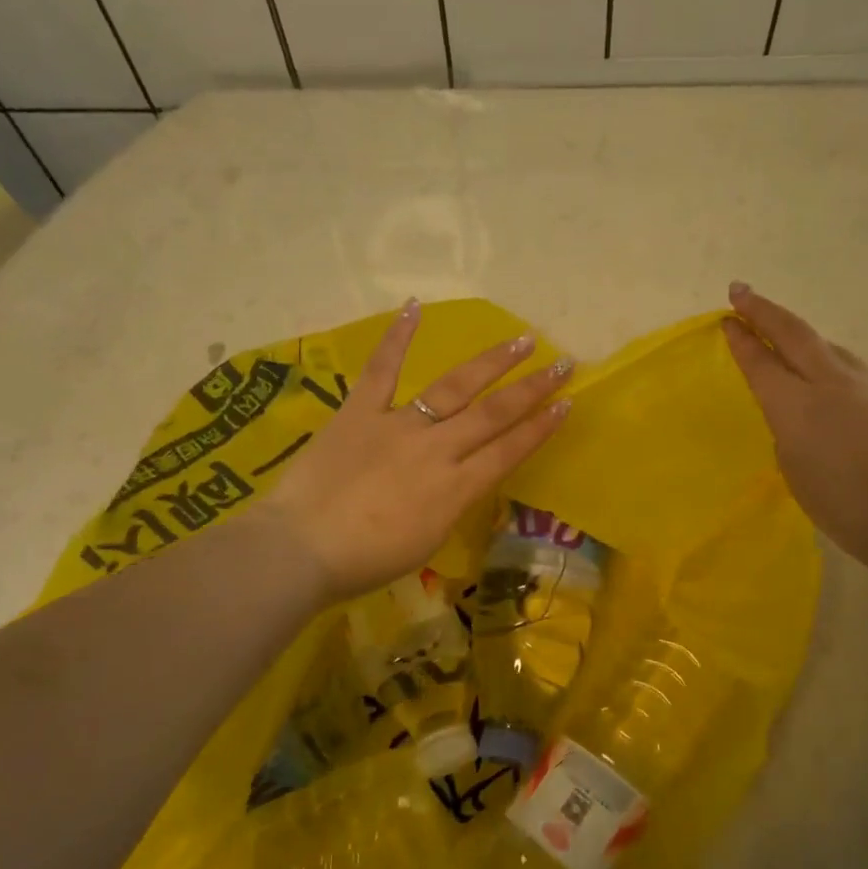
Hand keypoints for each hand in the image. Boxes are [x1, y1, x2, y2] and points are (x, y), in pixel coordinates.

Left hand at [259, 301, 571, 600]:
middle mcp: (436, 450)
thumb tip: (458, 481)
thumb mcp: (426, 542)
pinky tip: (415, 307)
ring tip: (520, 340)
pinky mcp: (360, 412)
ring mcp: (398, 425)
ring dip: (491, 362)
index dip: (541, 427)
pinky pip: (381, 370)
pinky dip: (397, 338)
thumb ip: (449, 506)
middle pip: (493, 414)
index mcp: (455, 489)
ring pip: (453, 387)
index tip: (566, 403)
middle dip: (532, 388)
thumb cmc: (365, 561)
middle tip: (562, 363)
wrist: (301, 549)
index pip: (509, 451)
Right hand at [723, 282, 867, 560]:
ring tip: (784, 335)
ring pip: (826, 345)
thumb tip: (798, 411)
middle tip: (741, 291)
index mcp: (796, 404)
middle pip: (793, 332)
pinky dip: (829, 360)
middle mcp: (830, 381)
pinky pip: (850, 365)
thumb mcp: (794, 468)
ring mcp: (866, 382)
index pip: (760, 362)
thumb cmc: (841, 504)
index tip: (727, 319)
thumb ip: (788, 430)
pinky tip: (829, 375)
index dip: (741, 339)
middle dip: (763, 310)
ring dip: (799, 335)